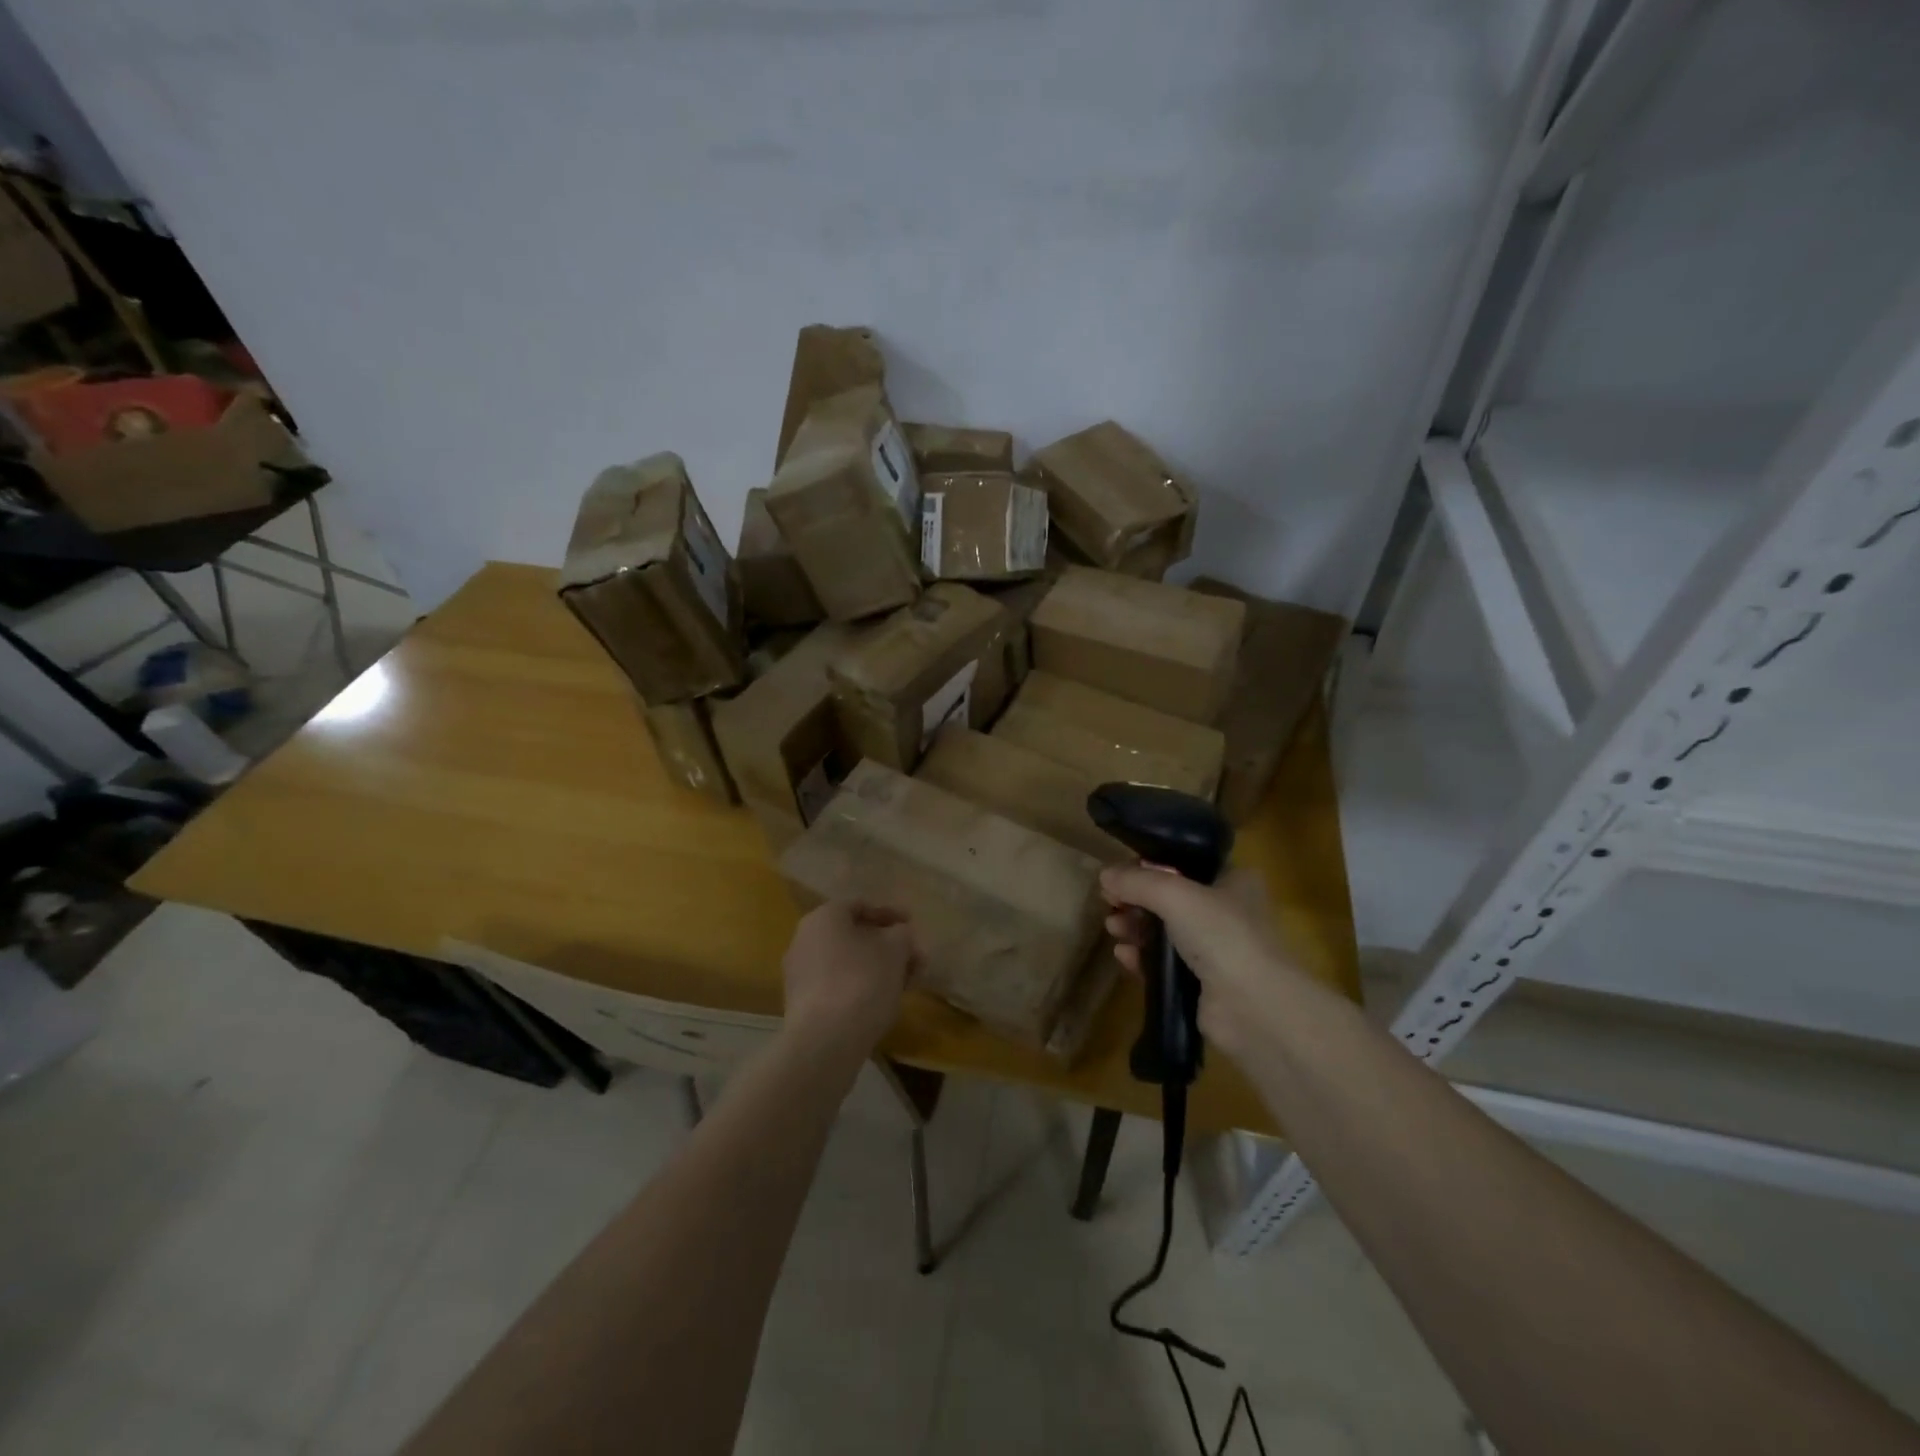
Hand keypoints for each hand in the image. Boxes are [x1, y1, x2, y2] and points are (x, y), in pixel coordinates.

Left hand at [781, 901, 917, 1057]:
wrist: (825, 1042)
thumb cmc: (862, 982)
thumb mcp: (895, 950)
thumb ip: (902, 934)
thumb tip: (899, 935)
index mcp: (824, 917)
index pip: (860, 905)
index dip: (891, 913)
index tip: (912, 925)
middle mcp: (805, 939)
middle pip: (854, 935)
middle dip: (887, 946)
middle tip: (913, 959)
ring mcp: (800, 973)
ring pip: (847, 962)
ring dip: (877, 968)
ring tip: (904, 984)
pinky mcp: (802, 1003)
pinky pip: (836, 984)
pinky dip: (860, 987)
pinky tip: (882, 1002)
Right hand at [1100, 864, 1306, 1064]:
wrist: (1253, 1007)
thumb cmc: (1222, 935)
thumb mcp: (1175, 895)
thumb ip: (1137, 881)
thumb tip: (1104, 875)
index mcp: (1233, 881)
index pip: (1185, 864)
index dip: (1151, 866)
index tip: (1121, 874)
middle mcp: (1227, 912)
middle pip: (1170, 899)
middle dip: (1137, 900)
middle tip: (1110, 902)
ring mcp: (1215, 950)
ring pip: (1165, 932)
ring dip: (1136, 928)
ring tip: (1113, 928)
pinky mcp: (1201, 984)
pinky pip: (1164, 964)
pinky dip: (1142, 958)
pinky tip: (1123, 955)